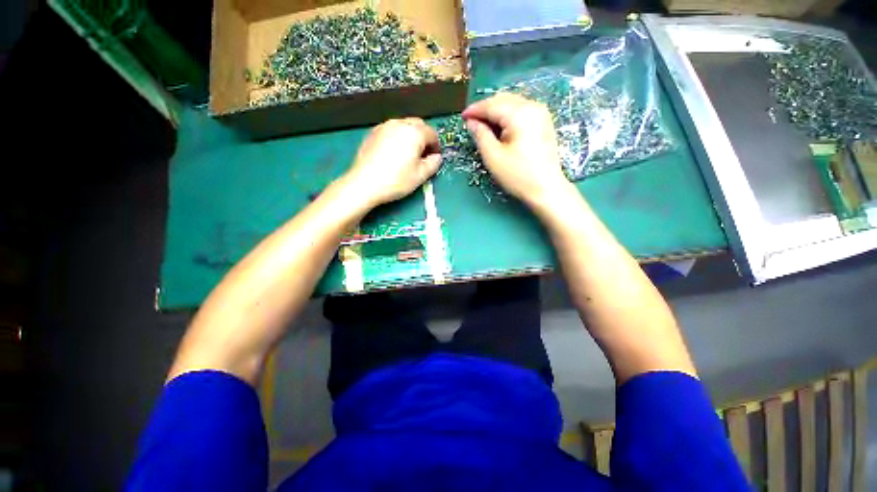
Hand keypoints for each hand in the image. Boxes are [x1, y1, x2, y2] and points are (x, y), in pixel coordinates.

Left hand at [342, 118, 441, 207]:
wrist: (364, 183)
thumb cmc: (396, 180)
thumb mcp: (420, 176)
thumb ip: (433, 164)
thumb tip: (436, 157)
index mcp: (414, 133)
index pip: (432, 133)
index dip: (436, 146)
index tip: (434, 158)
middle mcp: (399, 124)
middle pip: (418, 125)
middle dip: (424, 138)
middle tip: (423, 155)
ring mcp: (384, 127)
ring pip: (403, 126)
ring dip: (411, 137)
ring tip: (408, 155)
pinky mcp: (372, 133)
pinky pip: (391, 131)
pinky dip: (397, 138)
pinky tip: (394, 154)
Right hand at [462, 93, 571, 205]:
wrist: (547, 189)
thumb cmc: (518, 175)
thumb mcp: (493, 157)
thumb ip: (480, 135)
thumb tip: (471, 122)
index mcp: (520, 114)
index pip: (492, 105)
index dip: (475, 110)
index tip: (462, 117)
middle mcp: (533, 106)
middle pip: (503, 100)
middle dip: (485, 110)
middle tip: (472, 124)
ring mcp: (541, 113)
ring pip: (512, 104)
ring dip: (496, 113)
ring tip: (485, 129)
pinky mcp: (544, 122)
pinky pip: (521, 111)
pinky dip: (507, 117)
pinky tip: (501, 130)